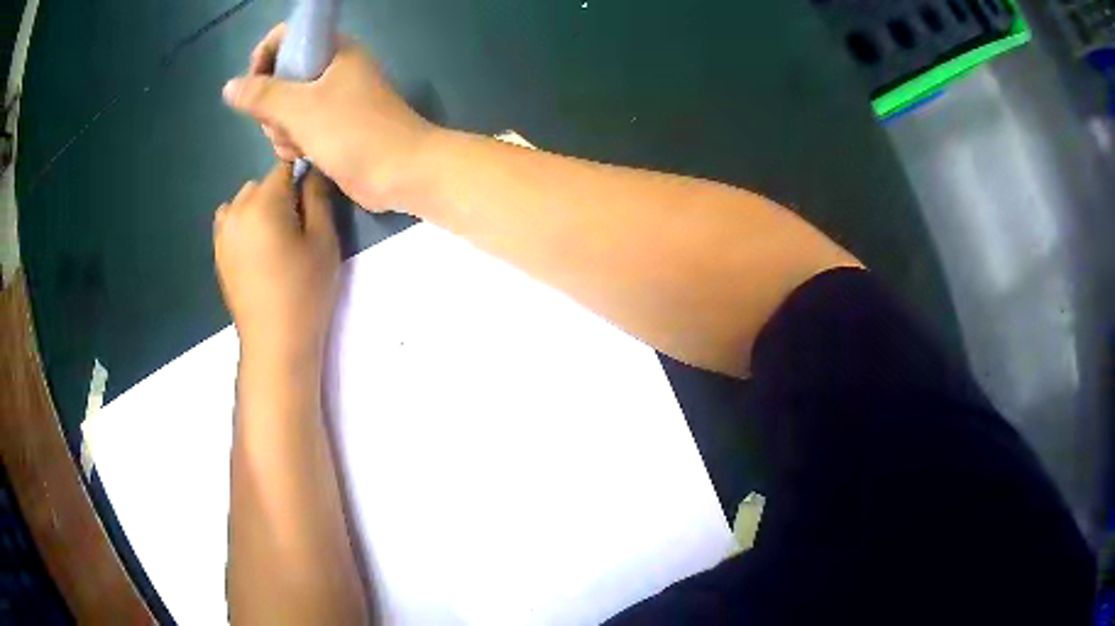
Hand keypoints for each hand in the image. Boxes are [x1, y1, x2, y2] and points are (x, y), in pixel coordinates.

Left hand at [214, 163, 339, 362]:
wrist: (275, 342)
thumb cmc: (305, 291)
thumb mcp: (323, 241)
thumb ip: (318, 197)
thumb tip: (312, 171)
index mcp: (263, 202)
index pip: (285, 167)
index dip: (303, 176)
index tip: (314, 199)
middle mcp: (236, 209)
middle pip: (263, 184)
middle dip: (280, 195)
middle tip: (298, 226)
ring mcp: (222, 232)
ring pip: (244, 201)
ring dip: (260, 208)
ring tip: (275, 239)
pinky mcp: (218, 252)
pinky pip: (230, 221)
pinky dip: (245, 224)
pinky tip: (258, 250)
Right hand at [223, 24, 434, 209]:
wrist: (400, 172)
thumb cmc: (353, 131)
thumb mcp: (301, 109)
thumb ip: (262, 95)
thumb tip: (229, 86)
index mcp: (333, 49)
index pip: (288, 37)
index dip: (266, 56)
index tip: (255, 85)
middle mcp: (332, 68)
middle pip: (281, 76)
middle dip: (272, 105)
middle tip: (281, 123)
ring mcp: (333, 98)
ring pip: (285, 107)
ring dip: (281, 129)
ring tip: (295, 144)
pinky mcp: (332, 126)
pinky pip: (298, 127)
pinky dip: (293, 141)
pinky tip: (300, 156)